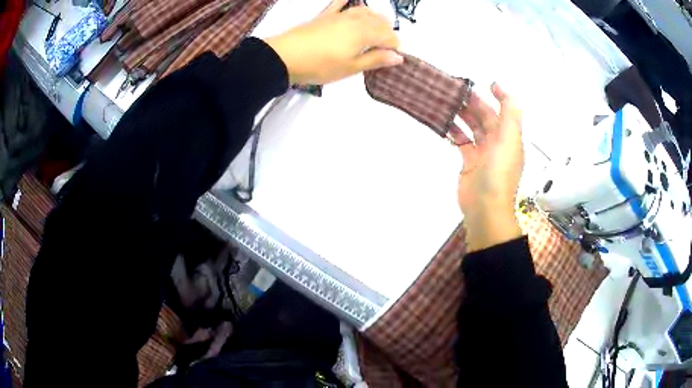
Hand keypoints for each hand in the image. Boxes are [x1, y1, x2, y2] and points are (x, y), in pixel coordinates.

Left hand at [264, 0, 402, 84]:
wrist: (286, 56)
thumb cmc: (321, 65)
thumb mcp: (351, 68)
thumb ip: (376, 60)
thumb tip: (398, 57)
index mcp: (366, 33)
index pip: (390, 36)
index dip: (394, 48)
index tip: (390, 59)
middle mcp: (357, 19)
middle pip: (381, 22)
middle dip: (387, 34)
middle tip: (381, 50)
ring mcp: (341, 14)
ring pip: (366, 11)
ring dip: (375, 19)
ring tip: (372, 32)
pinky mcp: (326, 15)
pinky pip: (340, 2)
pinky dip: (347, 0)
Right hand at [456, 83, 523, 250]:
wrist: (485, 208)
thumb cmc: (499, 173)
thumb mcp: (509, 139)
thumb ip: (509, 111)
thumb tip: (500, 86)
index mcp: (510, 137)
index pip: (504, 111)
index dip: (497, 96)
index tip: (483, 83)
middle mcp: (498, 143)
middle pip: (486, 118)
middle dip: (473, 103)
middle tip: (456, 89)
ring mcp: (483, 153)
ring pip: (473, 128)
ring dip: (462, 115)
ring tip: (447, 102)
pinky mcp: (469, 163)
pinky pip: (462, 142)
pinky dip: (455, 132)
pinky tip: (445, 123)